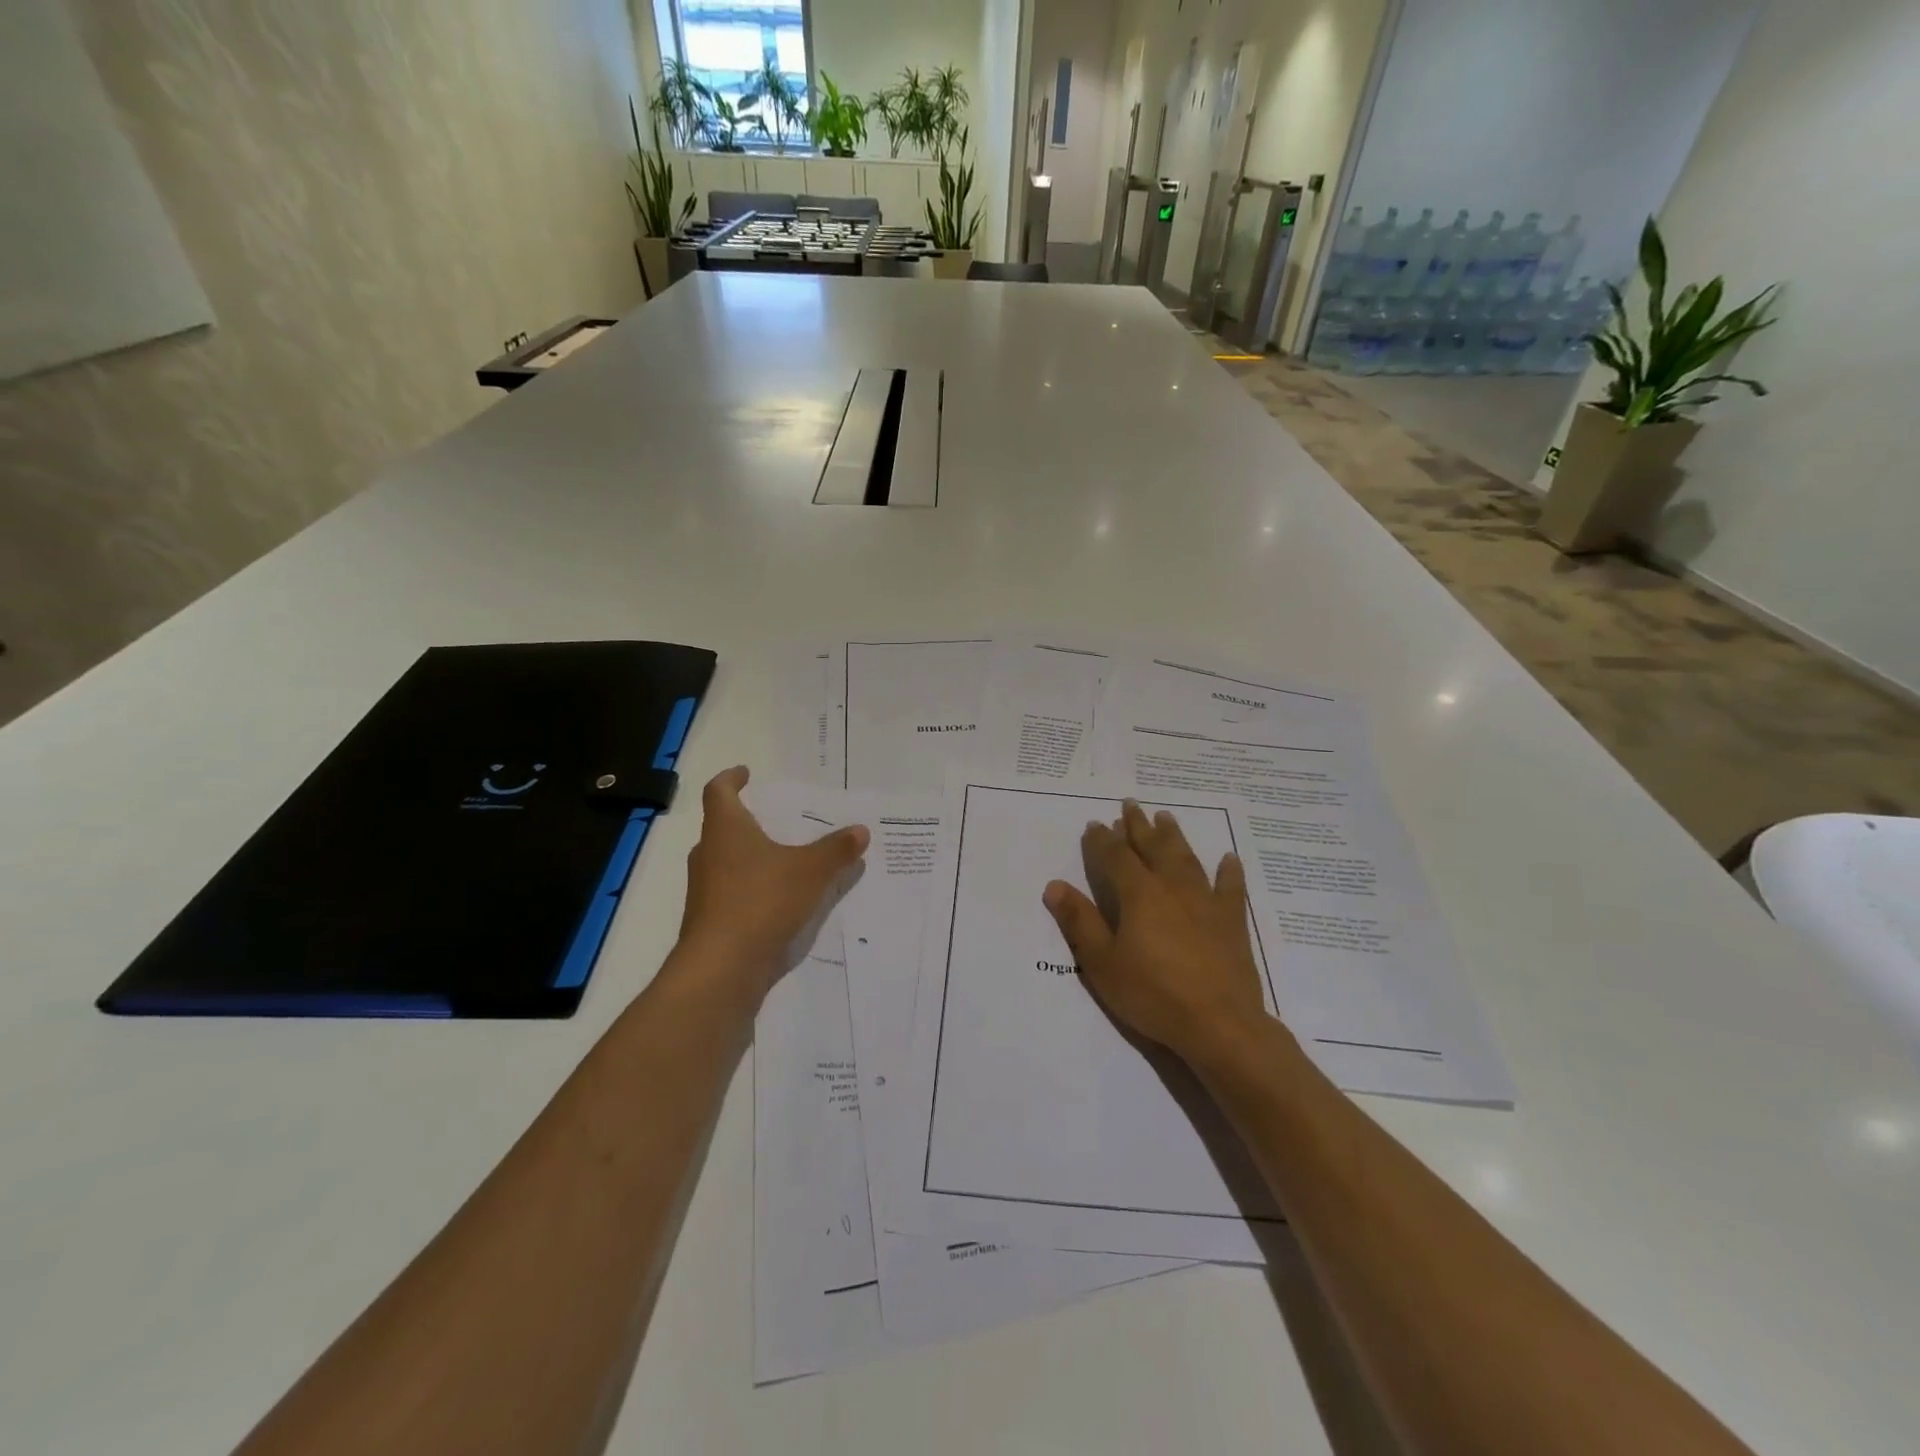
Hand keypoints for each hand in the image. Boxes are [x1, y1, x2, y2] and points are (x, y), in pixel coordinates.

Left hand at [677, 767, 868, 994]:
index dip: (731, 778)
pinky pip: (733, 893)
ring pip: (727, 862)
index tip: (746, 773)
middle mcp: (709, 854)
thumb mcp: (811, 871)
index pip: (719, 791)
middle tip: (776, 818)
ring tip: (785, 858)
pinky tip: (781, 900)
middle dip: (747, 821)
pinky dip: (753, 889)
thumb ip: (837, 850)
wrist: (722, 968)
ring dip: (751, 857)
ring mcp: (705, 890)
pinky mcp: (710, 921)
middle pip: (722, 827)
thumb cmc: (761, 902)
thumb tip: (861, 830)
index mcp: (726, 830)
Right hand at [1043, 801, 1270, 1066]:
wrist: (1219, 1024)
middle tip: (1130, 805)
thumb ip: (1080, 921)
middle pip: (1153, 848)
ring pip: (1187, 859)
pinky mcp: (1231, 922)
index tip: (1095, 823)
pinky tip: (1229, 858)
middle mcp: (1172, 888)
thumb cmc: (1153, 994)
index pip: (1116, 857)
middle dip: (1138, 826)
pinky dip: (1229, 872)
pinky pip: (1231, 888)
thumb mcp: (1103, 963)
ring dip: (1174, 837)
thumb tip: (1054, 885)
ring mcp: (1206, 902)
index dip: (1102, 840)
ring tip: (1166, 818)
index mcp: (1139, 894)